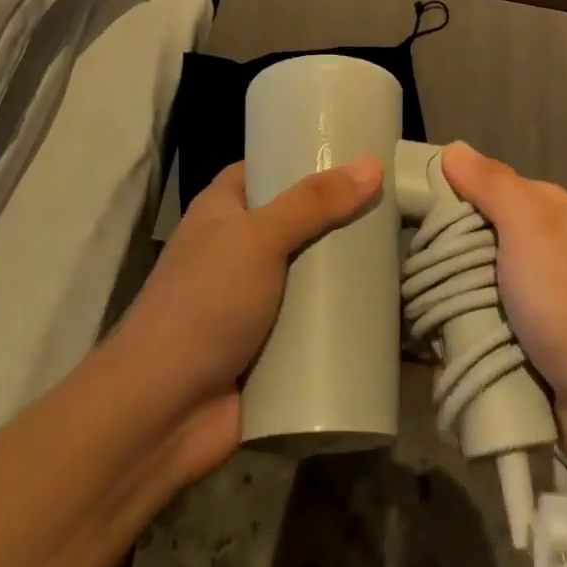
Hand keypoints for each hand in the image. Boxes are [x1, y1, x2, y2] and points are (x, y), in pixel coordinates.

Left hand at [109, 156, 382, 481]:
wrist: (163, 412)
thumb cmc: (204, 305)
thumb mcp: (258, 239)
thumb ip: (313, 203)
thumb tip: (373, 164)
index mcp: (223, 211)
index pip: (267, 168)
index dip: (305, 158)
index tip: (357, 154)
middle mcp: (239, 249)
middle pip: (299, 221)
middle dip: (341, 217)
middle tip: (395, 203)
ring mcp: (256, 300)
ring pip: (311, 273)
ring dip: (347, 269)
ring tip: (403, 249)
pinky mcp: (273, 344)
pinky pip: (316, 321)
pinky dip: (343, 315)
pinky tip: (388, 304)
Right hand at [441, 141, 566, 462]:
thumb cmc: (566, 297)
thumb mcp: (530, 225)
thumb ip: (492, 184)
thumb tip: (453, 149)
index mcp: (554, 211)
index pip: (490, 187)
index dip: (454, 195)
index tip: (414, 214)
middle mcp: (549, 246)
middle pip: (483, 233)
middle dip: (451, 250)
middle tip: (413, 266)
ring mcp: (542, 294)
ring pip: (481, 278)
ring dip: (455, 291)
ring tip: (417, 302)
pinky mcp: (534, 335)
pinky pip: (488, 316)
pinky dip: (468, 321)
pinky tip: (441, 330)